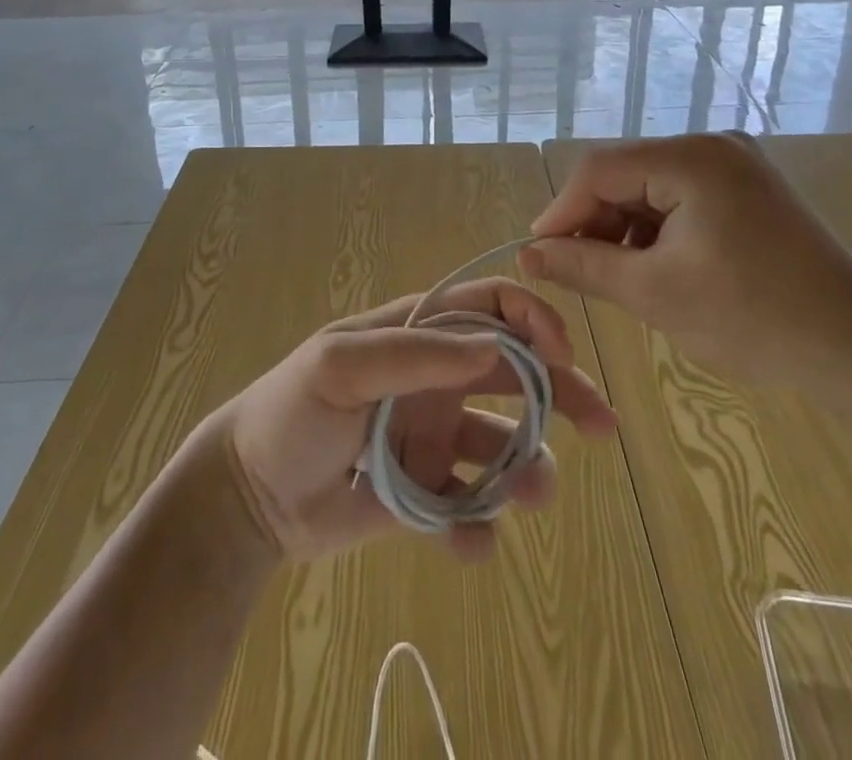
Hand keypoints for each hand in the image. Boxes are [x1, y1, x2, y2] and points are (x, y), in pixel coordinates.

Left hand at [215, 277, 616, 563]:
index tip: (562, 353)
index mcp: (418, 332)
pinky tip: (466, 544)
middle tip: (600, 425)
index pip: (489, 306)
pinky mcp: (427, 491)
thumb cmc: (292, 411)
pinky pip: (470, 506)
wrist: (251, 496)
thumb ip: (413, 353)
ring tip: (533, 495)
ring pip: (504, 444)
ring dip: (529, 468)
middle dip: (562, 391)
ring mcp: (434, 434)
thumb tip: (493, 345)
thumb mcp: (340, 366)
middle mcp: (435, 377)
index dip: (532, 319)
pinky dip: (478, 527)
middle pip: (515, 372)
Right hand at [520, 133, 851, 385]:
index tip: (538, 253)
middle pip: (626, 174)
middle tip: (576, 270)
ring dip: (625, 229)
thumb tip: (527, 254)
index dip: (562, 210)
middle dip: (595, 221)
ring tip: (618, 277)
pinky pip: (681, 199)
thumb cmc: (752, 318)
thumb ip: (583, 266)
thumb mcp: (654, 292)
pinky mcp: (748, 191)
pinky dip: (658, 230)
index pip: (600, 168)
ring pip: (651, 188)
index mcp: (691, 158)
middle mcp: (712, 147)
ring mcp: (735, 166)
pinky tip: (656, 268)